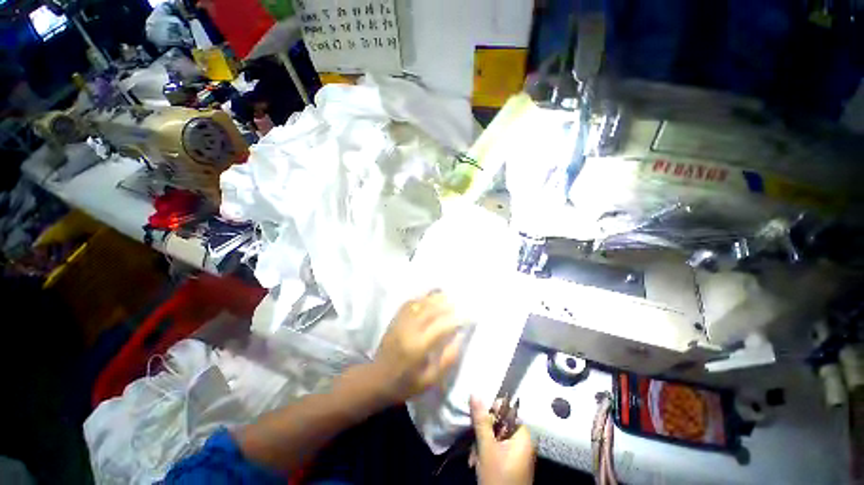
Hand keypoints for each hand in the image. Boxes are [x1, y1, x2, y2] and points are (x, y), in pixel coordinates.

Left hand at [369, 290, 462, 404]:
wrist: (377, 380)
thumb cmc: (405, 383)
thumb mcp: (430, 380)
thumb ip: (447, 359)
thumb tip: (460, 338)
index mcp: (419, 347)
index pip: (441, 326)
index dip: (456, 319)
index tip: (467, 316)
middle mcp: (410, 330)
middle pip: (431, 310)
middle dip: (446, 304)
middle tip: (458, 302)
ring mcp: (400, 322)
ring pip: (420, 303)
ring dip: (434, 298)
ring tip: (446, 296)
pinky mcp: (395, 320)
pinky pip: (409, 303)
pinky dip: (421, 298)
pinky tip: (428, 297)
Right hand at [470, 396, 535, 484]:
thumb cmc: (498, 477)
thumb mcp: (487, 448)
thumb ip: (482, 421)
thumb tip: (475, 394)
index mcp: (523, 435)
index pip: (507, 410)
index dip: (492, 410)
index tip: (478, 416)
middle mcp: (522, 441)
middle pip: (499, 424)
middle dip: (483, 433)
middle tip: (473, 442)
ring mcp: (517, 452)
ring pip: (495, 436)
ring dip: (481, 444)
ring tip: (473, 457)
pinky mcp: (511, 462)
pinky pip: (497, 448)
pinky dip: (486, 452)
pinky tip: (476, 462)